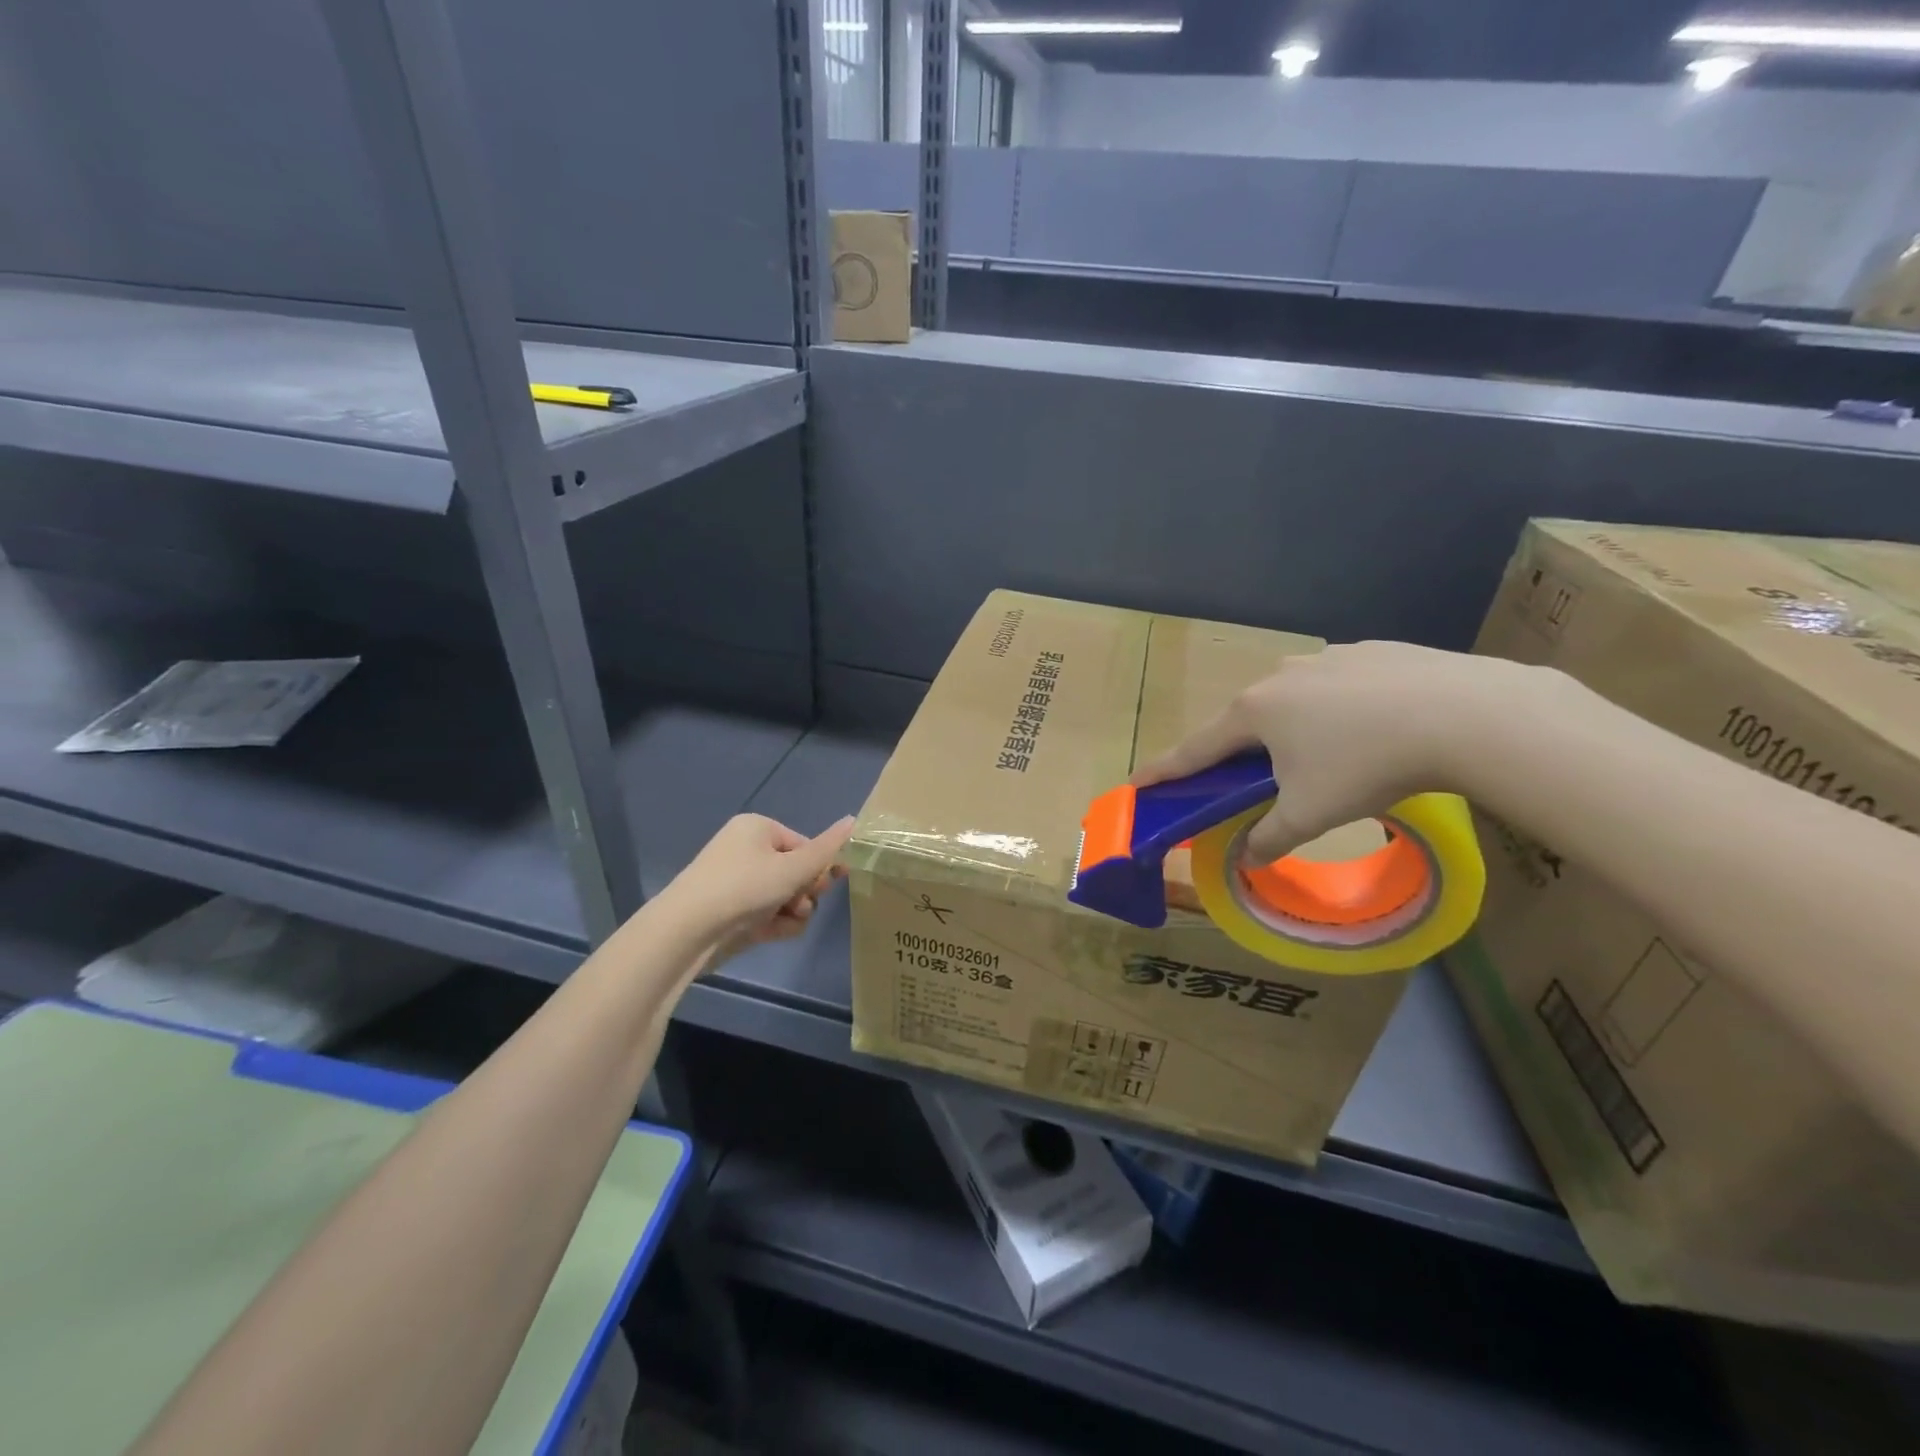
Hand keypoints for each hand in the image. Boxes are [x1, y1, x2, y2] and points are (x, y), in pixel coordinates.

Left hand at [667, 813, 854, 968]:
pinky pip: (765, 913)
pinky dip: (774, 923)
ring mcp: (736, 882)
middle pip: (795, 871)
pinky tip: (771, 933)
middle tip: (801, 904)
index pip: (804, 845)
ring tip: (783, 922)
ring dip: (792, 912)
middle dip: (804, 892)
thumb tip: (854, 819)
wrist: (687, 931)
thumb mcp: (793, 868)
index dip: (818, 867)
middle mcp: (746, 850)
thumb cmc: (744, 888)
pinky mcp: (730, 910)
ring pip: (784, 896)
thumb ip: (828, 849)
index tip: (823, 885)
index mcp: (758, 828)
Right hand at [1131, 642, 1544, 861]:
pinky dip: (1339, 710)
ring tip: (1328, 758)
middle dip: (1241, 751)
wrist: (1465, 714)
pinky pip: (1338, 686)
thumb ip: (1270, 837)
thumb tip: (1246, 859)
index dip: (1166, 769)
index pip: (1196, 748)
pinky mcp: (1372, 651)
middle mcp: (1280, 676)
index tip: (1139, 780)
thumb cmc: (1367, 765)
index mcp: (1254, 712)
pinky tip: (1372, 729)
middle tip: (1249, 779)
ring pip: (1294, 700)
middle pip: (1245, 721)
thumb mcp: (1310, 813)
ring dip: (1293, 729)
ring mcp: (1327, 658)